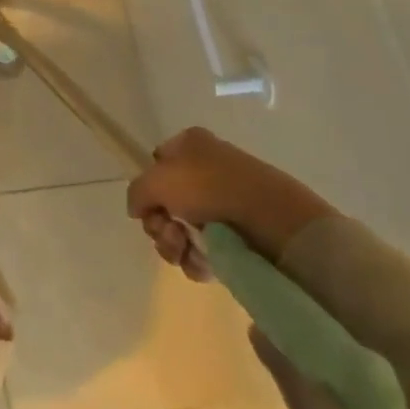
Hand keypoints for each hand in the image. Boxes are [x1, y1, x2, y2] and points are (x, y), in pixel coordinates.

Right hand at [126, 127, 335, 268]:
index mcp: (190, 146)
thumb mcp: (155, 180)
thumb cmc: (209, 187)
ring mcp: (223, 205)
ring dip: (174, 244)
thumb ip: (136, 193)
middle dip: (160, 224)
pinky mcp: (238, 236)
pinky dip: (197, 260)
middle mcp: (206, 171)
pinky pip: (204, 250)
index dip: (149, 188)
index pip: (156, 165)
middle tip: (170, 231)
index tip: (150, 205)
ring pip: (181, 230)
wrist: (272, 219)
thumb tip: (139, 210)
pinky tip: (203, 262)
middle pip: (165, 203)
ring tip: (186, 248)